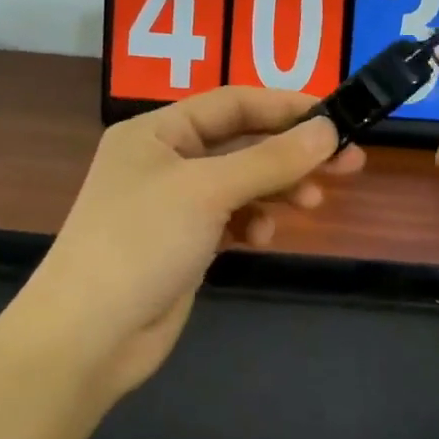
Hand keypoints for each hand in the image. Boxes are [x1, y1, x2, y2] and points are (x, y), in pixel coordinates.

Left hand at [12, 89, 364, 402]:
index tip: (337, 118)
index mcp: (156, 131)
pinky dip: (252, 223)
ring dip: (277, 190)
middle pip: (241, 144)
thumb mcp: (208, 191)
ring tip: (312, 205)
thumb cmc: (141, 244)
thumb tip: (328, 129)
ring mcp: (174, 205)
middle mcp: (164, 160)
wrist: (89, 335)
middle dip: (292, 154)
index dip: (286, 107)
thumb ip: (270, 160)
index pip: (232, 103)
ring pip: (241, 184)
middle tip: (349, 163)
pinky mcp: (184, 244)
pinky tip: (263, 237)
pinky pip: (231, 219)